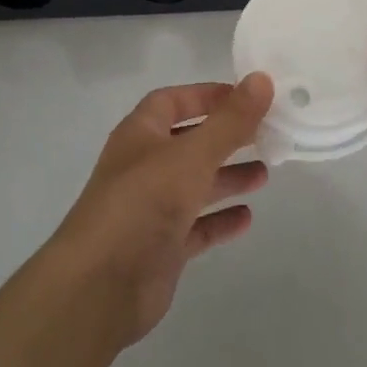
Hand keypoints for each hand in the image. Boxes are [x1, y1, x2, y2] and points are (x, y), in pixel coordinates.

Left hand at [46, 74, 272, 346]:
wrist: (100, 287)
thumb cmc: (144, 203)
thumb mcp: (192, 154)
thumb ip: (230, 120)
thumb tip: (262, 79)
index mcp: (141, 134)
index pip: (173, 101)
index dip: (207, 96)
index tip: (247, 97)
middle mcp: (143, 167)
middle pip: (189, 142)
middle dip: (225, 138)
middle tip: (266, 135)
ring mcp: (150, 209)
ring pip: (194, 185)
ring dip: (227, 177)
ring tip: (265, 174)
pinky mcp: (160, 248)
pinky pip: (195, 227)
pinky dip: (219, 220)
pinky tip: (247, 218)